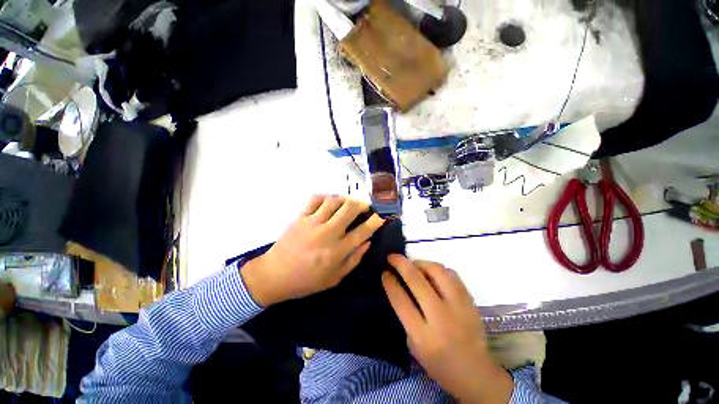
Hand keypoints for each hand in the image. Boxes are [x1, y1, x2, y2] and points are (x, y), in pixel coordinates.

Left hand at [242, 195, 383, 305]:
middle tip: (364, 206)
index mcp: (336, 252)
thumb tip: (368, 241)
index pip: (361, 232)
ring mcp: (312, 223)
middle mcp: (327, 234)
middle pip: (349, 209)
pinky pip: (315, 199)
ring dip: (345, 199)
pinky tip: (330, 201)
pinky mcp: (300, 217)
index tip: (380, 216)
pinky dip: (326, 197)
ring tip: (348, 203)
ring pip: (333, 201)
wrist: (275, 275)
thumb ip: (354, 259)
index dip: (374, 222)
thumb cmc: (307, 280)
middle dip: (361, 204)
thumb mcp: (335, 278)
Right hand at [382, 255, 512, 403]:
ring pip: (436, 271)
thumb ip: (406, 315)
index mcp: (423, 335)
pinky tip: (431, 272)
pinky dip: (438, 269)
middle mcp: (440, 317)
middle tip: (392, 257)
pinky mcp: (470, 300)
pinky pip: (451, 274)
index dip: (390, 282)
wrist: (475, 371)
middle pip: (416, 280)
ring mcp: (458, 306)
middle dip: (400, 264)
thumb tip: (399, 285)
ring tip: (413, 264)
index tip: (384, 272)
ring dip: (420, 263)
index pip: (401, 300)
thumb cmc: (438, 361)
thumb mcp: (414, 344)